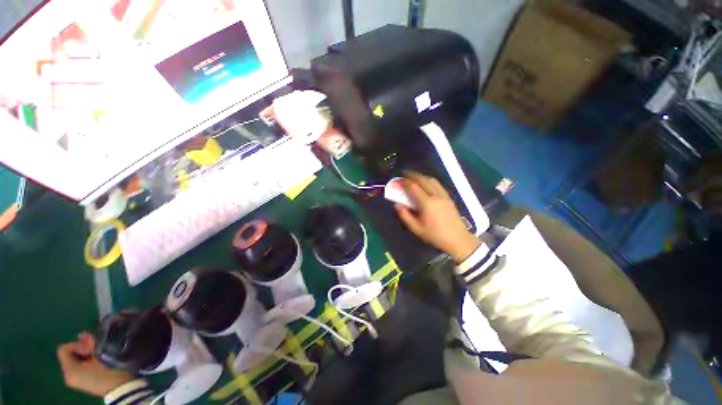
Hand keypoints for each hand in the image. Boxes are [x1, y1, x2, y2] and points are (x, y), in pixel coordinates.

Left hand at [57, 332, 132, 396]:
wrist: (121, 389)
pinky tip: (97, 363)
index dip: (76, 345)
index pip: (63, 349)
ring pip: (74, 361)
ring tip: (99, 356)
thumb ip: (90, 344)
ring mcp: (73, 381)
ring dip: (85, 356)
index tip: (91, 348)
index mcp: (69, 370)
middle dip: (82, 351)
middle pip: (68, 355)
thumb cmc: (110, 370)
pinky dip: (86, 362)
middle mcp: (67, 376)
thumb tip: (83, 334)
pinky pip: (78, 367)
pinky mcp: (80, 382)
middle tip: (96, 351)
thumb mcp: (101, 354)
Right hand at [395, 171, 481, 262]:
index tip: (400, 179)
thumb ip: (405, 216)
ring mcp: (444, 196)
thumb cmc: (435, 235)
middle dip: (413, 175)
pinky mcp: (449, 198)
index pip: (414, 187)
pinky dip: (430, 181)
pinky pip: (438, 185)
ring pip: (432, 181)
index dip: (406, 182)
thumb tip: (397, 205)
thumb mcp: (416, 228)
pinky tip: (427, 184)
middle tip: (406, 173)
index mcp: (426, 203)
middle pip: (423, 180)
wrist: (457, 239)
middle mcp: (435, 196)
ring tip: (415, 177)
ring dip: (422, 176)